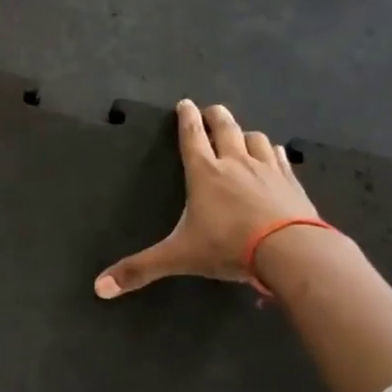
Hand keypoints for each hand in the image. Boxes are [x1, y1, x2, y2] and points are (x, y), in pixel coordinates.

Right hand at [94, 100, 318, 296]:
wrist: (291, 250)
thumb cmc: (228, 247)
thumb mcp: (179, 258)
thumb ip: (141, 270)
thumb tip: (99, 287)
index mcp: (205, 174)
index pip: (192, 137)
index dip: (186, 118)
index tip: (185, 103)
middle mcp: (235, 163)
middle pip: (225, 127)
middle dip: (215, 116)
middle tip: (211, 109)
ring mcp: (267, 170)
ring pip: (255, 138)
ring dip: (246, 133)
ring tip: (241, 135)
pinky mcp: (291, 182)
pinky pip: (280, 158)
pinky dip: (273, 152)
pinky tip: (274, 155)